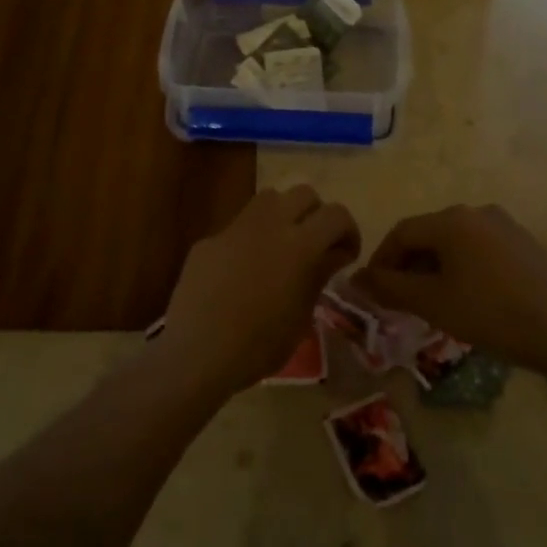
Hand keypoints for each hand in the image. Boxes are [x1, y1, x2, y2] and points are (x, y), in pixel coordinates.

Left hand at [161, 185, 360, 394]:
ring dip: (284, 214)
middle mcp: (270, 224)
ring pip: (269, 198)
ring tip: (283, 246)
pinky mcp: (210, 239)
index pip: (336, 214)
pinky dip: (251, 238)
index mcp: (299, 245)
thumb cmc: (259, 345)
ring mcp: (236, 227)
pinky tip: (243, 271)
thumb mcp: (301, 316)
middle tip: (316, 245)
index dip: (348, 231)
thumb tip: (334, 253)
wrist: (197, 352)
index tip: (346, 254)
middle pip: (304, 193)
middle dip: (317, 214)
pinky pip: (239, 226)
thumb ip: (319, 274)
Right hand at [354, 204, 546, 377]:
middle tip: (401, 298)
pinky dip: (463, 265)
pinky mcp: (524, 241)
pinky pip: (480, 247)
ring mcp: (504, 224)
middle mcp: (476, 211)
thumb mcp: (433, 303)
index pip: (402, 232)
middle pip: (429, 233)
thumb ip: (390, 287)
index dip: (382, 260)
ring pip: (455, 241)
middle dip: (409, 264)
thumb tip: (358, 278)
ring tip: (432, 299)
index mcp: (452, 220)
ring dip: (436, 266)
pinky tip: (468, 294)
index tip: (373, 289)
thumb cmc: (491, 315)